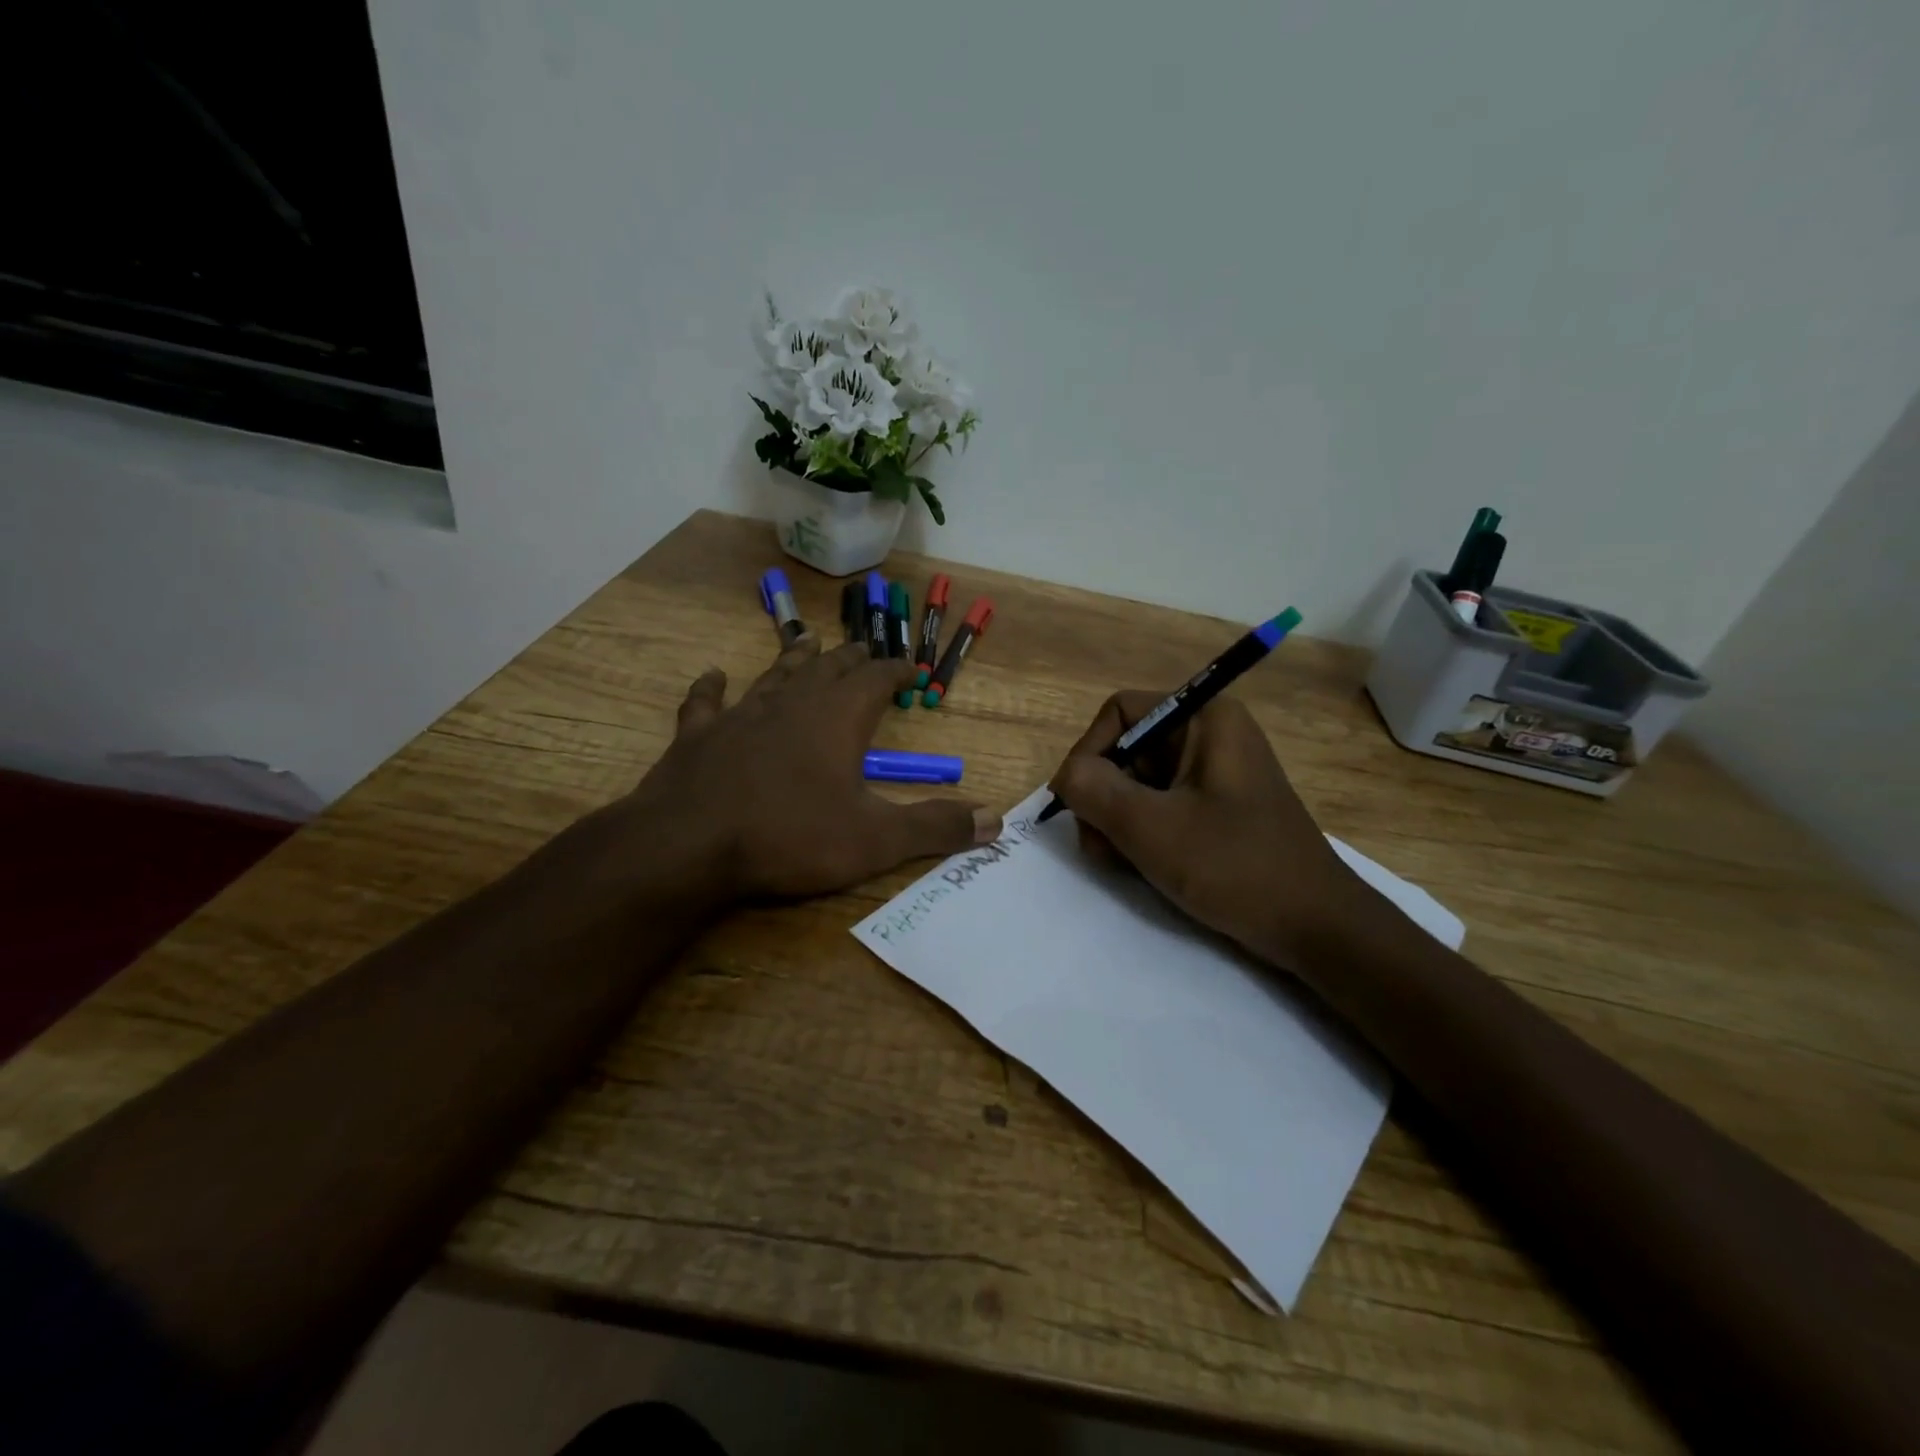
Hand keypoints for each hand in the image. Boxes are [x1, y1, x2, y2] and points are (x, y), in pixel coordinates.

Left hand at [620, 638, 999, 902]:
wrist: (689, 844)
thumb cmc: (790, 836)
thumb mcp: (875, 839)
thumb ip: (935, 827)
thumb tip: (995, 821)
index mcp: (837, 718)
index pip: (876, 679)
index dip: (896, 671)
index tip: (912, 668)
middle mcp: (792, 703)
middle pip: (829, 668)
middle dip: (852, 659)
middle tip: (865, 650)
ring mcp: (740, 715)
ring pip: (774, 675)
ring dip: (795, 658)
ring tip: (808, 641)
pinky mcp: (697, 735)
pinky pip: (705, 702)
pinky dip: (711, 688)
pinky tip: (712, 676)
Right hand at [1048, 692, 1370, 971]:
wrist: (1316, 928)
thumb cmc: (1236, 867)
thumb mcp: (1152, 828)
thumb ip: (1094, 791)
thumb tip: (1065, 776)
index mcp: (1205, 719)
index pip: (1120, 711)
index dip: (1090, 751)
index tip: (1078, 802)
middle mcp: (1209, 736)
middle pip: (1125, 749)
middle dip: (1103, 798)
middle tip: (1100, 846)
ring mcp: (1212, 775)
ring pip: (1136, 783)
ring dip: (1116, 822)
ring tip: (1122, 862)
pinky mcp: (1214, 809)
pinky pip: (1159, 807)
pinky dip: (1141, 834)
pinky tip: (1142, 867)